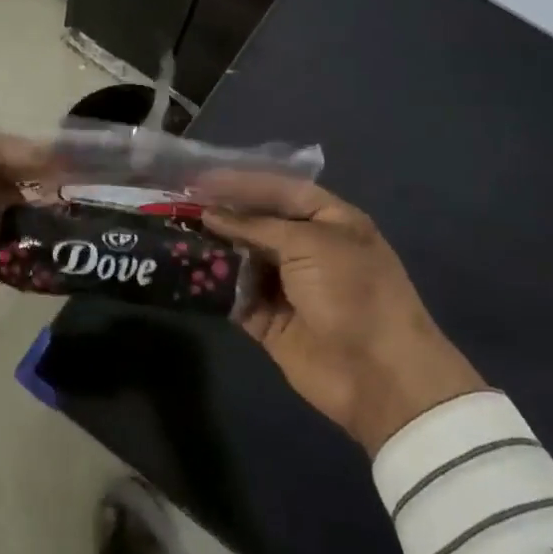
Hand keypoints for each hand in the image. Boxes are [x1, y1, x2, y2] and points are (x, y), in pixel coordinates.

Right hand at [200, 171, 484, 452]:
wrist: (379, 376)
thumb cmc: (352, 292)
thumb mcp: (309, 244)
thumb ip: (256, 226)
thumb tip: (210, 214)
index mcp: (329, 221)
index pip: (279, 190)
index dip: (242, 182)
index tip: (201, 178)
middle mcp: (308, 248)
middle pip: (257, 223)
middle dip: (221, 214)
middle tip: (178, 204)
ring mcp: (288, 286)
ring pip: (242, 258)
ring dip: (213, 248)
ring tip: (173, 233)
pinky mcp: (269, 321)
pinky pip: (235, 296)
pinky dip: (213, 286)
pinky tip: (185, 272)